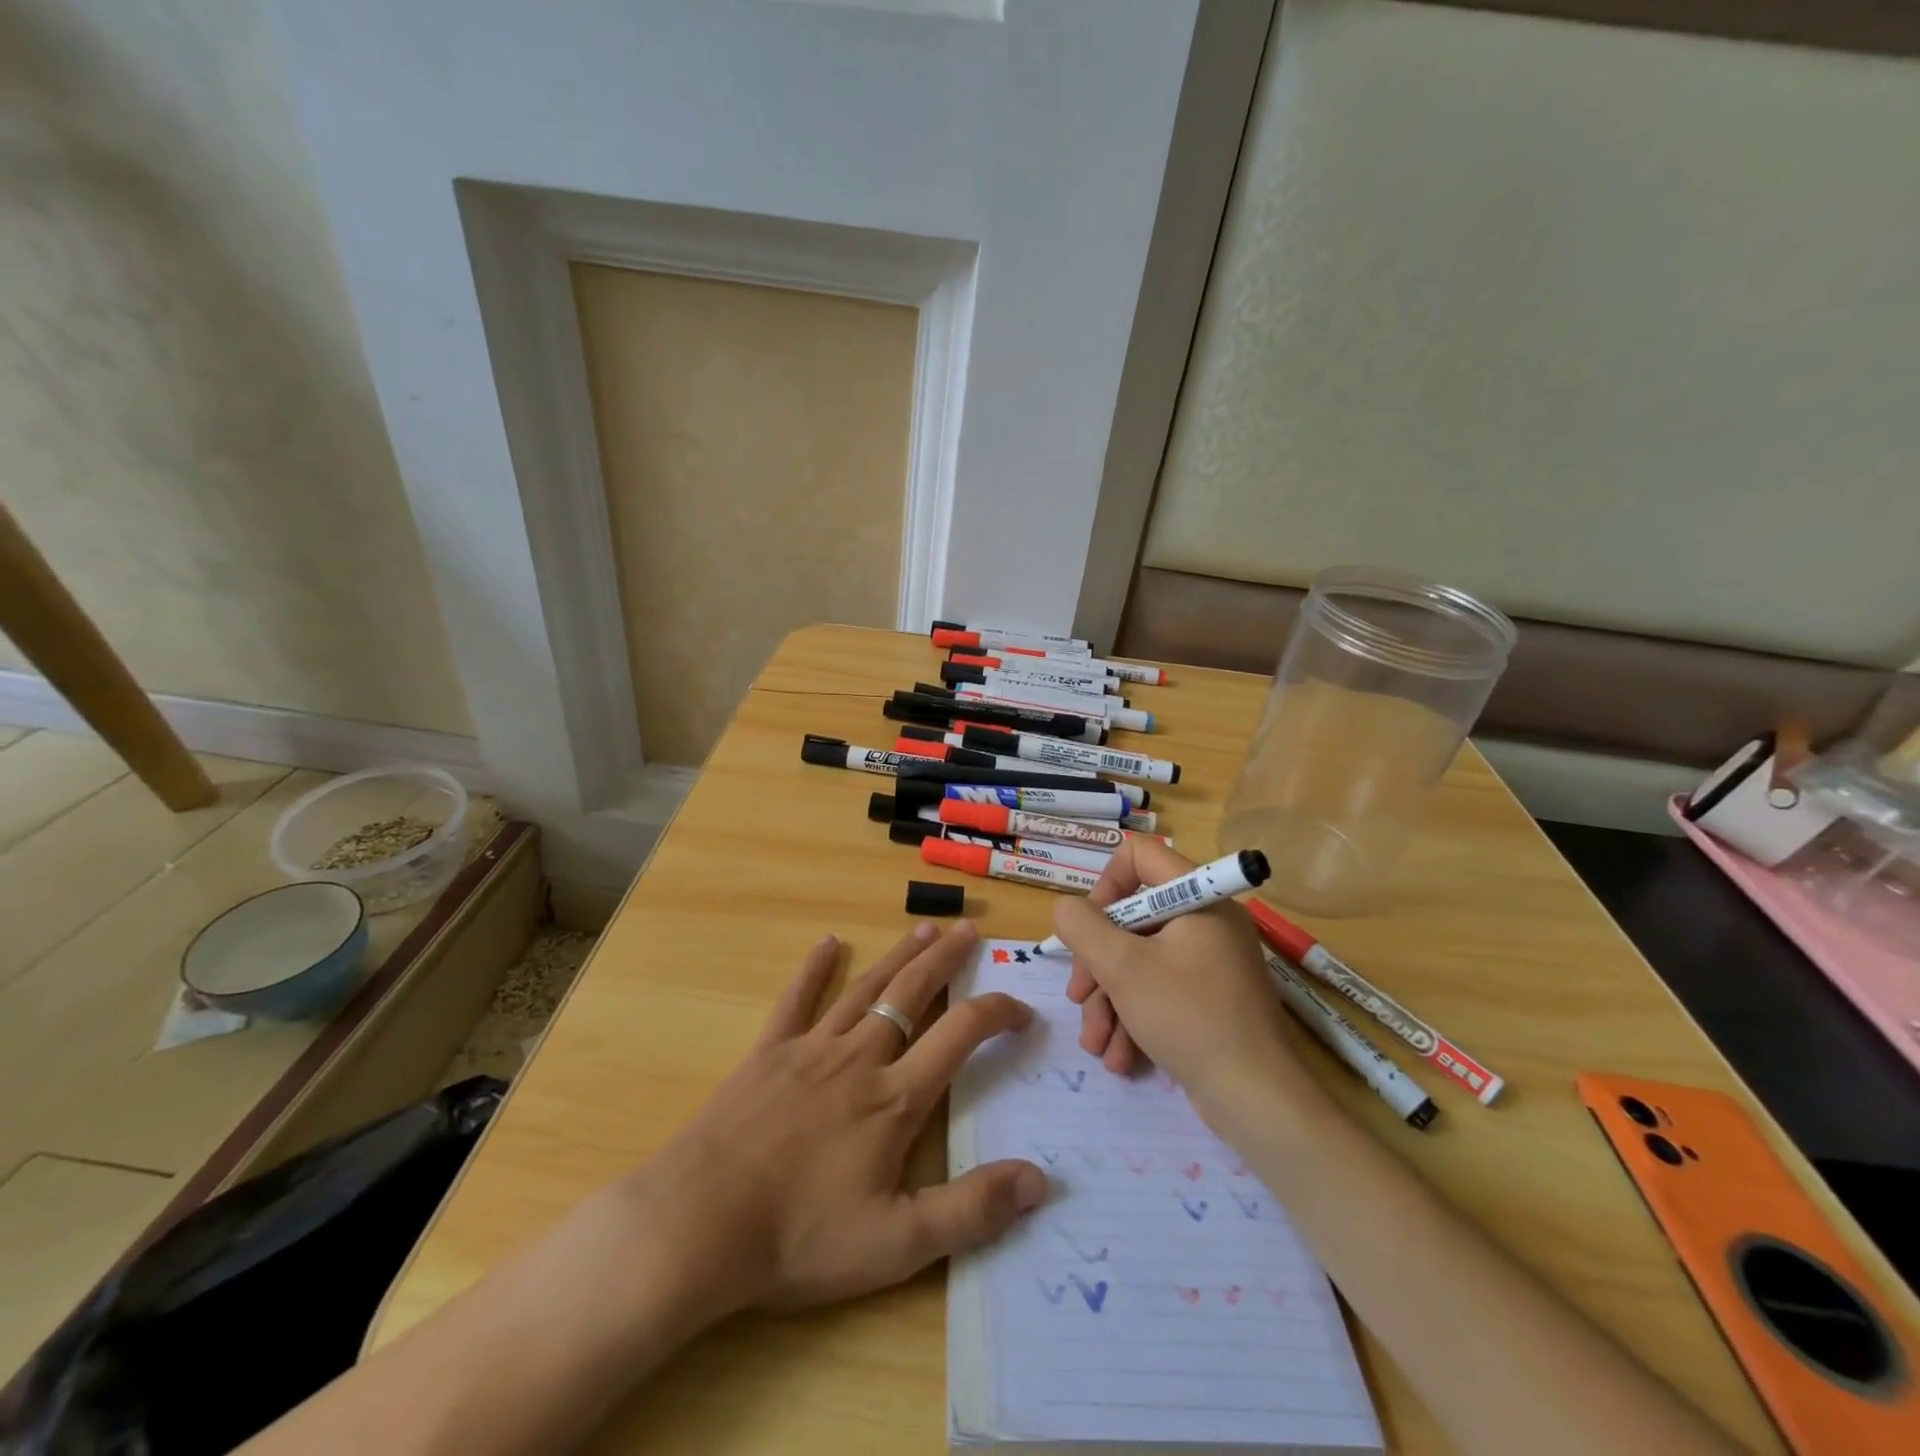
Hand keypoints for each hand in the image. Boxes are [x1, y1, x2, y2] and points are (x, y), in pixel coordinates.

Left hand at [620, 920, 1046, 1316]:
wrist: (699, 1223)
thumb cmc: (799, 1237)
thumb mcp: (896, 1244)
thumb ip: (971, 1211)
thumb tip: (1040, 1180)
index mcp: (894, 1098)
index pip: (960, 1035)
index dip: (998, 1014)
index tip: (1023, 1009)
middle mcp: (860, 1057)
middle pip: (913, 994)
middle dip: (947, 960)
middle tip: (970, 930)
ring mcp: (811, 1048)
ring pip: (866, 989)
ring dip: (899, 956)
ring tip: (925, 929)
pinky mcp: (768, 1052)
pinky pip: (796, 999)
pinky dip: (814, 969)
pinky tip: (827, 943)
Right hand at [1051, 841, 1300, 1107]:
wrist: (1255, 1101)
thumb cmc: (1189, 1017)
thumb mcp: (1122, 967)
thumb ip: (1083, 927)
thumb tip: (1067, 909)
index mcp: (1198, 897)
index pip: (1140, 855)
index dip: (1106, 885)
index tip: (1089, 928)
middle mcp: (1206, 921)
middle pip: (1132, 917)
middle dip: (1097, 962)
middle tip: (1079, 997)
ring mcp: (1209, 962)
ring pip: (1140, 960)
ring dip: (1109, 1000)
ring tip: (1095, 1043)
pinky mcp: (1208, 999)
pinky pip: (1159, 990)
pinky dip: (1133, 1017)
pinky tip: (1119, 1058)